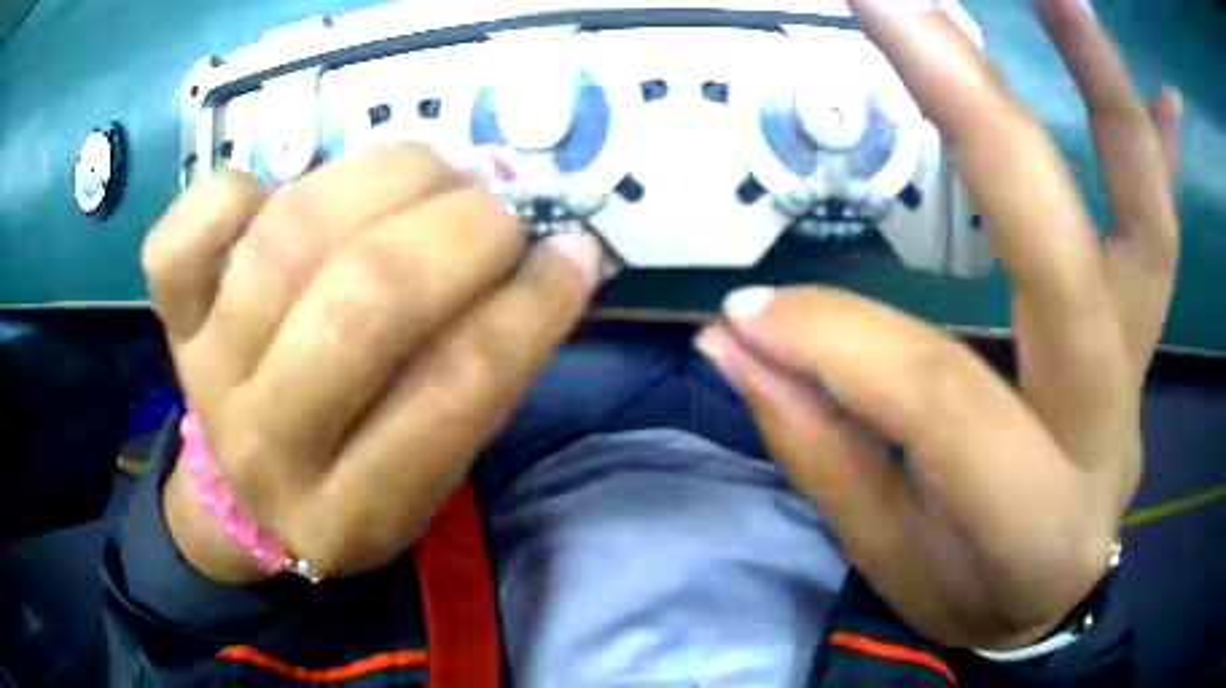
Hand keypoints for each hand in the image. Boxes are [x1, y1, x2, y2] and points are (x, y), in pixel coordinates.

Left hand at [143, 144, 604, 581]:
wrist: (240, 498)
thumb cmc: (347, 484)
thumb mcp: (425, 476)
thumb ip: (478, 379)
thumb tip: (550, 259)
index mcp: (352, 507)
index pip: (454, 393)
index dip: (530, 308)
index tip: (574, 253)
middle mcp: (269, 444)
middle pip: (362, 305)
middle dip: (458, 231)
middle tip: (500, 204)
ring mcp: (207, 370)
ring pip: (288, 242)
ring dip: (384, 178)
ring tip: (434, 168)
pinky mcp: (173, 318)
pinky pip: (186, 234)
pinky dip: (237, 187)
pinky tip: (284, 186)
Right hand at [697, 0, 1182, 648]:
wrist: (1052, 596)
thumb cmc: (970, 591)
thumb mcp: (887, 557)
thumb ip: (821, 447)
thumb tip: (736, 337)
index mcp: (1032, 514)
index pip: (941, 399)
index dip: (838, 344)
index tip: (751, 314)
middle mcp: (1106, 422)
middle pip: (1067, 257)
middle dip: (981, 114)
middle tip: (900, 2)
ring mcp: (1139, 362)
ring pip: (1146, 220)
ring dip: (1105, 92)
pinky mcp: (1145, 332)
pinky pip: (1165, 231)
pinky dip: (1165, 148)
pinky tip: (1162, 88)